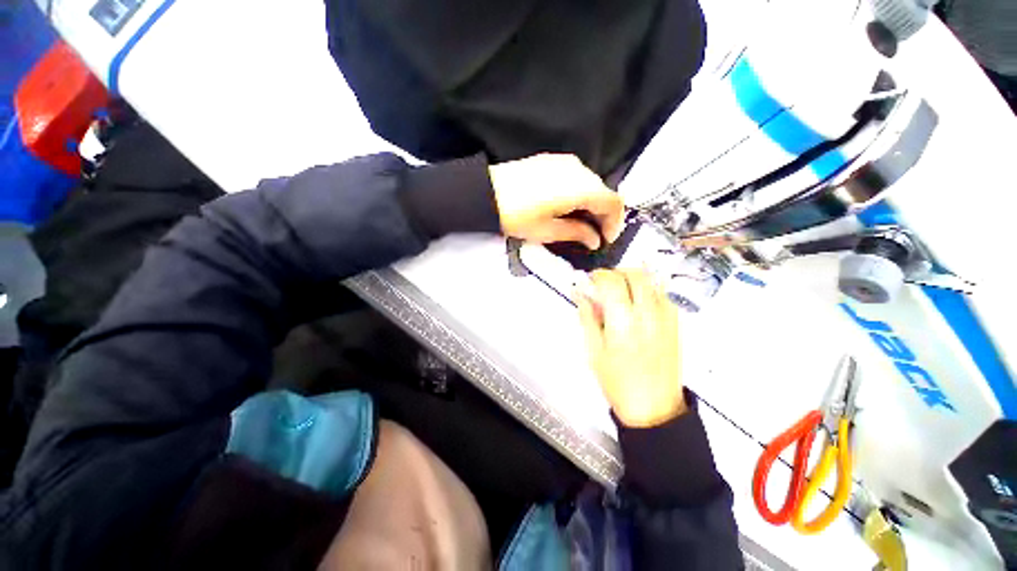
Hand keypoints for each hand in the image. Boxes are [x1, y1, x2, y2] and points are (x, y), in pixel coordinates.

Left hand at [489, 154, 624, 249]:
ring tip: (581, 223)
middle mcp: (578, 169)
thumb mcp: (548, 231)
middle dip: (604, 215)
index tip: (606, 239)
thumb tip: (595, 239)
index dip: (615, 223)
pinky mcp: (553, 160)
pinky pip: (577, 177)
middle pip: (603, 192)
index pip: (613, 202)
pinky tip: (569, 206)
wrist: (486, 193)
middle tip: (594, 234)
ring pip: (591, 184)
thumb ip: (576, 233)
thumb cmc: (517, 216)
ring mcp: (565, 161)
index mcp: (580, 188)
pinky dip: (580, 193)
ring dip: (592, 204)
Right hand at [577, 269, 686, 427]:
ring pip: (651, 280)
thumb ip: (587, 318)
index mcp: (623, 323)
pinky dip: (646, 289)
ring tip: (620, 292)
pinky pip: (662, 293)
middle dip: (616, 272)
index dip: (599, 275)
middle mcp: (648, 314)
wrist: (654, 406)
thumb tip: (580, 293)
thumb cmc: (617, 381)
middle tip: (605, 284)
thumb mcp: (594, 351)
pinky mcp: (676, 322)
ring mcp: (666, 317)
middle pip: (635, 274)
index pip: (612, 282)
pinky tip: (637, 304)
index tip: (590, 280)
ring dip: (632, 279)